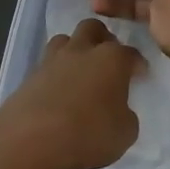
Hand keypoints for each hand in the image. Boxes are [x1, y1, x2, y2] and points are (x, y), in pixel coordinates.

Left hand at [0, 18, 144, 168]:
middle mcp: (82, 50)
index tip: (139, 75)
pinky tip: (59, 91)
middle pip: (93, 28)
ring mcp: (52, 60)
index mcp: (111, 59)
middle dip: (103, 39)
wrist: (30, 139)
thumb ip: (126, 114)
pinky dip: (56, 71)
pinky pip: (47, 64)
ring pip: (65, 40)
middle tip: (107, 60)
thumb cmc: (87, 134)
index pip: (131, 53)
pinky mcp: (30, 75)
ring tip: (80, 71)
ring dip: (75, 49)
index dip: (137, 64)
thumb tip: (118, 109)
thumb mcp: (125, 133)